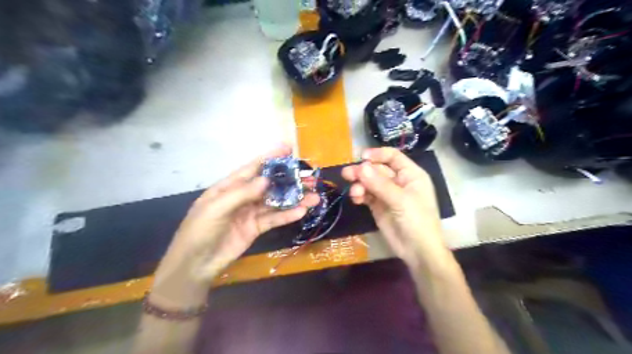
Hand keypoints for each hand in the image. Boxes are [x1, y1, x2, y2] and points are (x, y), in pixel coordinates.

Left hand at [152, 145, 318, 305]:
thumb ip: (242, 193)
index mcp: (229, 186)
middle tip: (310, 178)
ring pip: (276, 202)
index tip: (288, 149)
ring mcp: (251, 212)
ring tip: (314, 196)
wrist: (195, 264)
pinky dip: (288, 215)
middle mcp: (243, 196)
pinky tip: (302, 211)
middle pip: (270, 185)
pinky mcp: (256, 228)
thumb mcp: (216, 208)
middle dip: (289, 180)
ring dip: (295, 199)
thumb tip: (266, 179)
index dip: (270, 157)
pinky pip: (274, 219)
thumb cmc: (200, 231)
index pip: (253, 167)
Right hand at [341, 147, 448, 268]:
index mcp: (410, 175)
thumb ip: (380, 184)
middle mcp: (398, 181)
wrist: (418, 251)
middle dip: (363, 171)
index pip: (393, 157)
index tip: (361, 157)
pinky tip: (356, 199)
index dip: (377, 154)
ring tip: (354, 192)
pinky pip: (366, 195)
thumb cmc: (417, 221)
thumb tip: (360, 167)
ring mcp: (387, 194)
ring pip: (369, 182)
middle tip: (347, 174)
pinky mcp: (378, 206)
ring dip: (359, 185)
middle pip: (377, 169)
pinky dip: (359, 195)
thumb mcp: (401, 200)